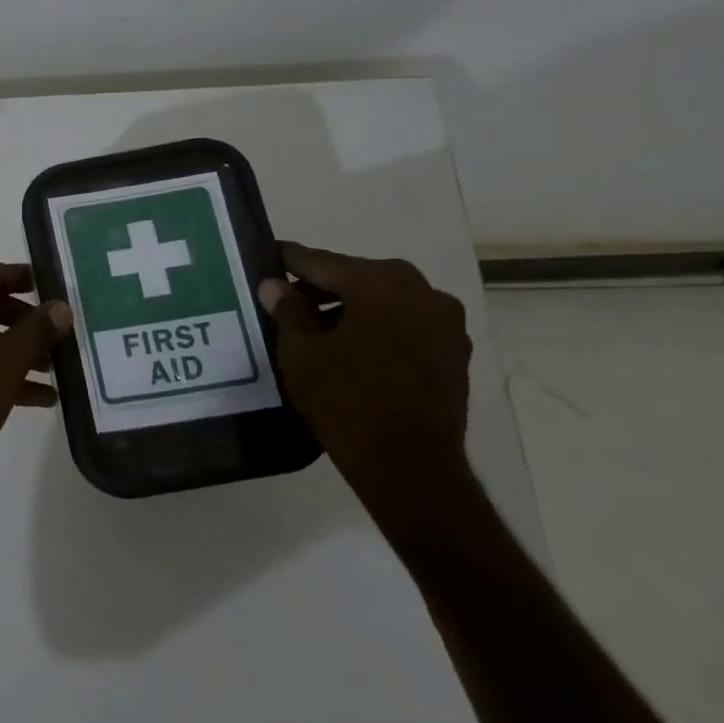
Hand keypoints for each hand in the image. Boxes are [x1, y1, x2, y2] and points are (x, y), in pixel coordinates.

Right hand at [259, 244, 473, 525]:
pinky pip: (406, 325)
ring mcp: (446, 323)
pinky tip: (352, 349)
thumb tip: (274, 285)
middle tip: (287, 297)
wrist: (409, 466)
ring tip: (316, 328)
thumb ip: (287, 310)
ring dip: (352, 308)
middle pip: (359, 278)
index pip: (323, 262)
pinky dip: (378, 328)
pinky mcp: (454, 353)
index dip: (291, 261)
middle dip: (322, 286)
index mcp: (382, 283)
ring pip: (385, 302)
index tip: (269, 256)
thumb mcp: (301, 353)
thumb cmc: (346, 401)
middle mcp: (423, 291)